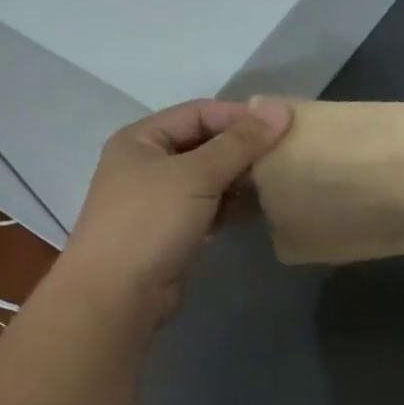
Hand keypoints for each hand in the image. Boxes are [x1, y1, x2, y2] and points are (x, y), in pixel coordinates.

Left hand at [54, 98, 292, 327]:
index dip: (240, 116)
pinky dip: (233, 205)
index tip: (282, 124)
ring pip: (210, 178)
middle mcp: (148, 164)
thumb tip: (281, 108)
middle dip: (244, 148)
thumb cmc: (150, 222)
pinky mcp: (173, 231)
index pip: (199, 113)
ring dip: (242, 178)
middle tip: (286, 154)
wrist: (116, 296)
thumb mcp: (196, 174)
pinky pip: (210, 207)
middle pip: (205, 144)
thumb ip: (240, 142)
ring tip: (279, 180)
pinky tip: (261, 208)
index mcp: (142, 139)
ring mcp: (160, 200)